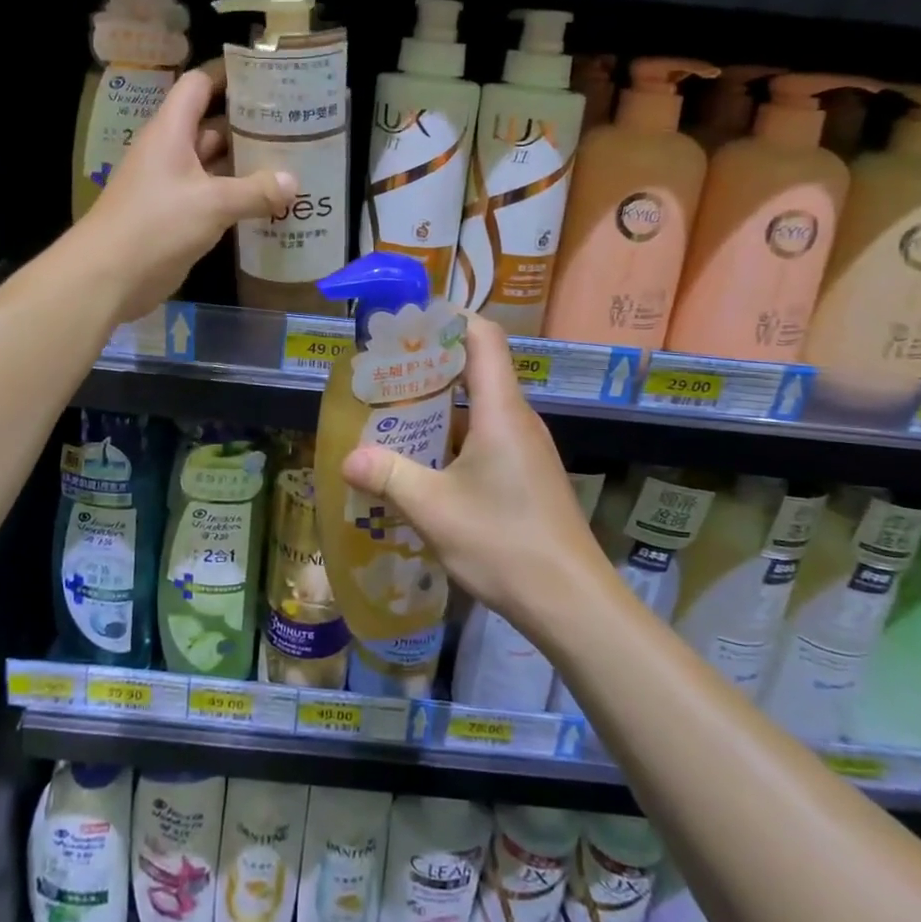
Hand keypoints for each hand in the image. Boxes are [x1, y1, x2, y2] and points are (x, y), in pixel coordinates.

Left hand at [77, 63, 294, 322]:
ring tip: (292, 161)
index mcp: (171, 132)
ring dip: (247, 164)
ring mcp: (174, 186)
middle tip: (295, 125)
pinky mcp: (178, 217)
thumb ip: (255, 191)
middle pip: (212, 126)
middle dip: (250, 124)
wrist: (108, 276)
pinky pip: (214, 197)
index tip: (268, 78)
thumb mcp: (212, 204)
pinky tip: (271, 202)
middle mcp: (171, 152)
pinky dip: (239, 197)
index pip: (199, 86)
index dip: (229, 77)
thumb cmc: (156, 225)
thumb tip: (292, 182)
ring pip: (215, 165)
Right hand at [341, 316, 608, 636]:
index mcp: (501, 410)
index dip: (448, 318)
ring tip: (394, 417)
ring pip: (479, 407)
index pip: (483, 336)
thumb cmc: (504, 543)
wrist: (572, 603)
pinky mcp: (527, 473)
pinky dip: (454, 436)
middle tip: (384, 373)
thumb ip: (389, 476)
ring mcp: (526, 448)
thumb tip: (348, 458)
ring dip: (438, 406)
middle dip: (429, 364)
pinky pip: (487, 436)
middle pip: (477, 368)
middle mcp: (518, 419)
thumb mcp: (434, 509)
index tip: (407, 322)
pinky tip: (424, 464)